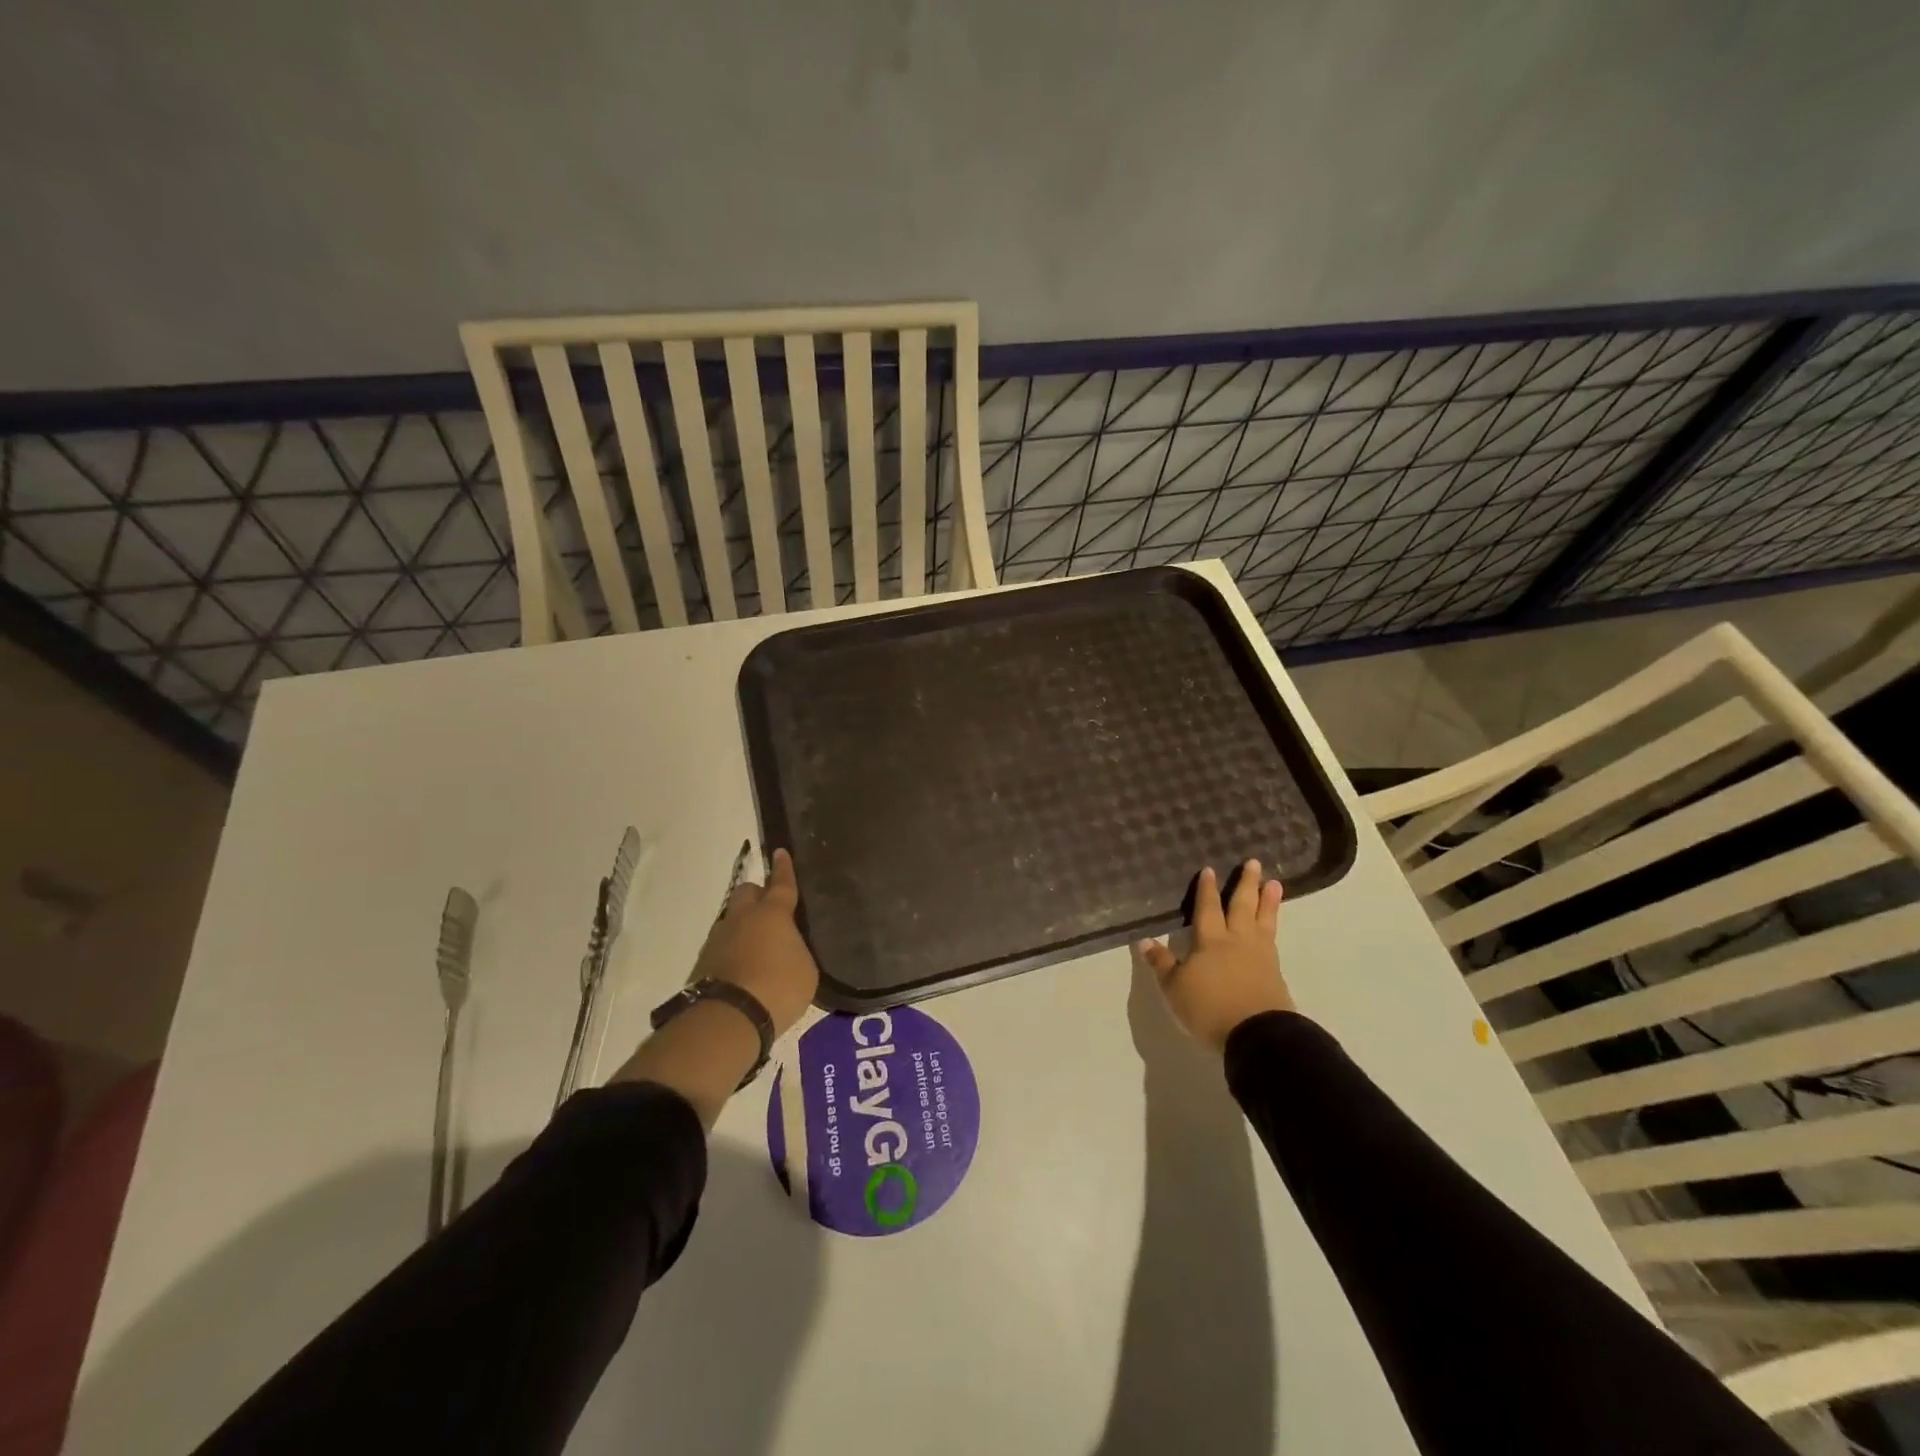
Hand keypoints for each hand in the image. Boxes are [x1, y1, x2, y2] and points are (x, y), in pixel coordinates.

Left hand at [689, 848, 818, 1035]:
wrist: (729, 1018)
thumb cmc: (778, 987)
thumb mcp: (806, 970)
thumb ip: (797, 951)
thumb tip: (788, 948)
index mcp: (773, 914)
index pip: (781, 883)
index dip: (783, 868)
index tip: (779, 852)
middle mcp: (743, 918)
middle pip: (747, 892)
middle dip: (758, 894)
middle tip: (770, 909)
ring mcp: (719, 939)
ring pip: (732, 919)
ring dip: (743, 925)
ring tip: (757, 945)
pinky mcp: (703, 962)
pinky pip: (722, 945)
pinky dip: (732, 950)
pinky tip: (743, 967)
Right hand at [1138, 860, 1292, 1053]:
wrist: (1257, 1035)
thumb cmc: (1210, 1008)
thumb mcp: (1175, 988)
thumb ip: (1162, 964)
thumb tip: (1143, 940)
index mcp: (1210, 941)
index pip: (1208, 909)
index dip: (1207, 890)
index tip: (1210, 869)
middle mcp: (1237, 941)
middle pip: (1242, 906)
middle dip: (1246, 884)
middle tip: (1254, 862)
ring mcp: (1260, 956)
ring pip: (1264, 920)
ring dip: (1269, 901)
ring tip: (1276, 884)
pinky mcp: (1275, 974)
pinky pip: (1274, 940)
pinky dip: (1274, 927)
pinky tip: (1273, 927)